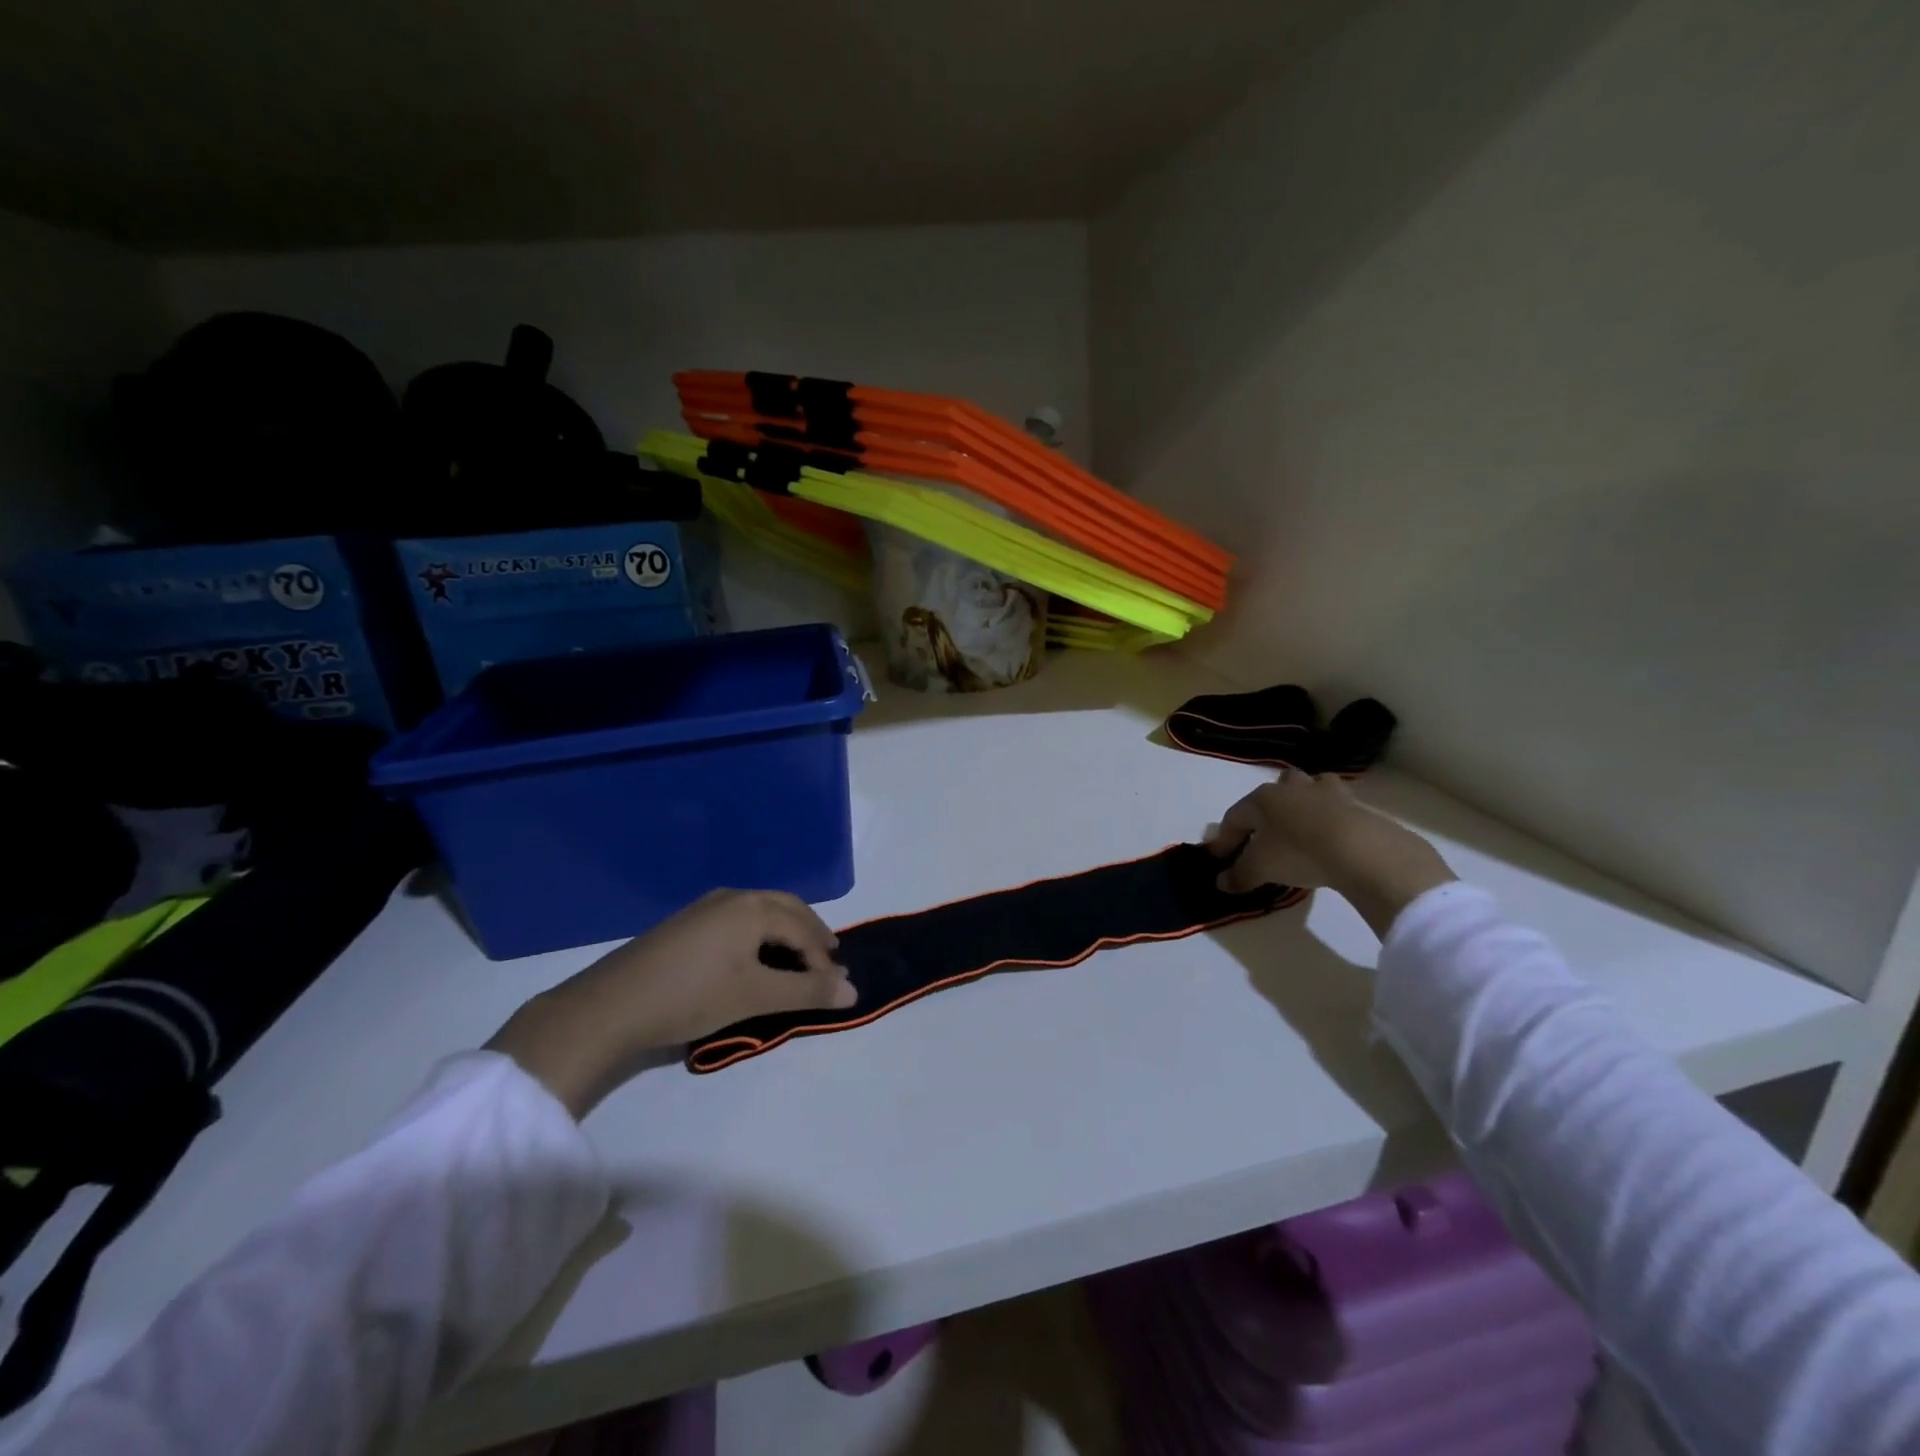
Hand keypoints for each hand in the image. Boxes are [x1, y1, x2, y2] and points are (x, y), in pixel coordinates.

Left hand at [487, 890, 857, 1116]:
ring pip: (761, 912)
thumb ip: (807, 992)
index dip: (823, 960)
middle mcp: (733, 897)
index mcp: (753, 907)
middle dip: (811, 932)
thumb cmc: (692, 996)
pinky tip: (755, 957)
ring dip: (785, 932)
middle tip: (828, 957)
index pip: (803, 930)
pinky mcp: (687, 923)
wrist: (611, 1006)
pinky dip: (760, 934)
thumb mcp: (756, 996)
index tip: (835, 988)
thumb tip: (853, 991)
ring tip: (797, 958)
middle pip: (786, 908)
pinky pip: (739, 919)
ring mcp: (706, 907)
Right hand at [1205, 769, 1454, 936]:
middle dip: (1265, 807)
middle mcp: (1291, 788)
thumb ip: (1238, 875)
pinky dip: (1332, 815)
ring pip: (1310, 786)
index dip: (1224, 839)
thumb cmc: (1298, 852)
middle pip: (1274, 789)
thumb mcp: (1261, 869)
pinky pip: (1338, 805)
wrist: (1359, 850)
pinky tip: (1332, 832)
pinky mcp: (1356, 805)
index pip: (1234, 817)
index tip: (1218, 858)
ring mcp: (1326, 793)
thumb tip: (1221, 883)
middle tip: (1263, 830)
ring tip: (1302, 822)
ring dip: (1303, 800)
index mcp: (1262, 798)